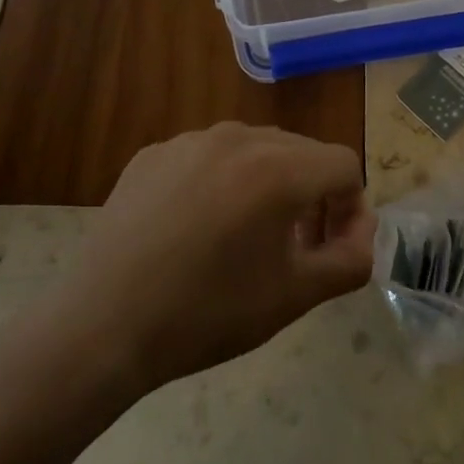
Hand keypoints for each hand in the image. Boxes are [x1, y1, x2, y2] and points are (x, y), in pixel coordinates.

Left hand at [63, 123, 372, 392]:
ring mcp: (189, 140)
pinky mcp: (153, 154)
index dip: (351, 209)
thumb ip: (350, 260)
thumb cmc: (208, 313)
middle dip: (313, 196)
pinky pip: (208, 158)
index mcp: (278, 168)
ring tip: (246, 238)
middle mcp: (238, 137)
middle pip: (301, 152)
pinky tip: (196, 229)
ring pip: (254, 150)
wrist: (102, 327)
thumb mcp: (295, 297)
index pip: (343, 166)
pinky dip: (221, 183)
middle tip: (297, 248)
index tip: (332, 250)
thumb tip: (361, 231)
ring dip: (268, 186)